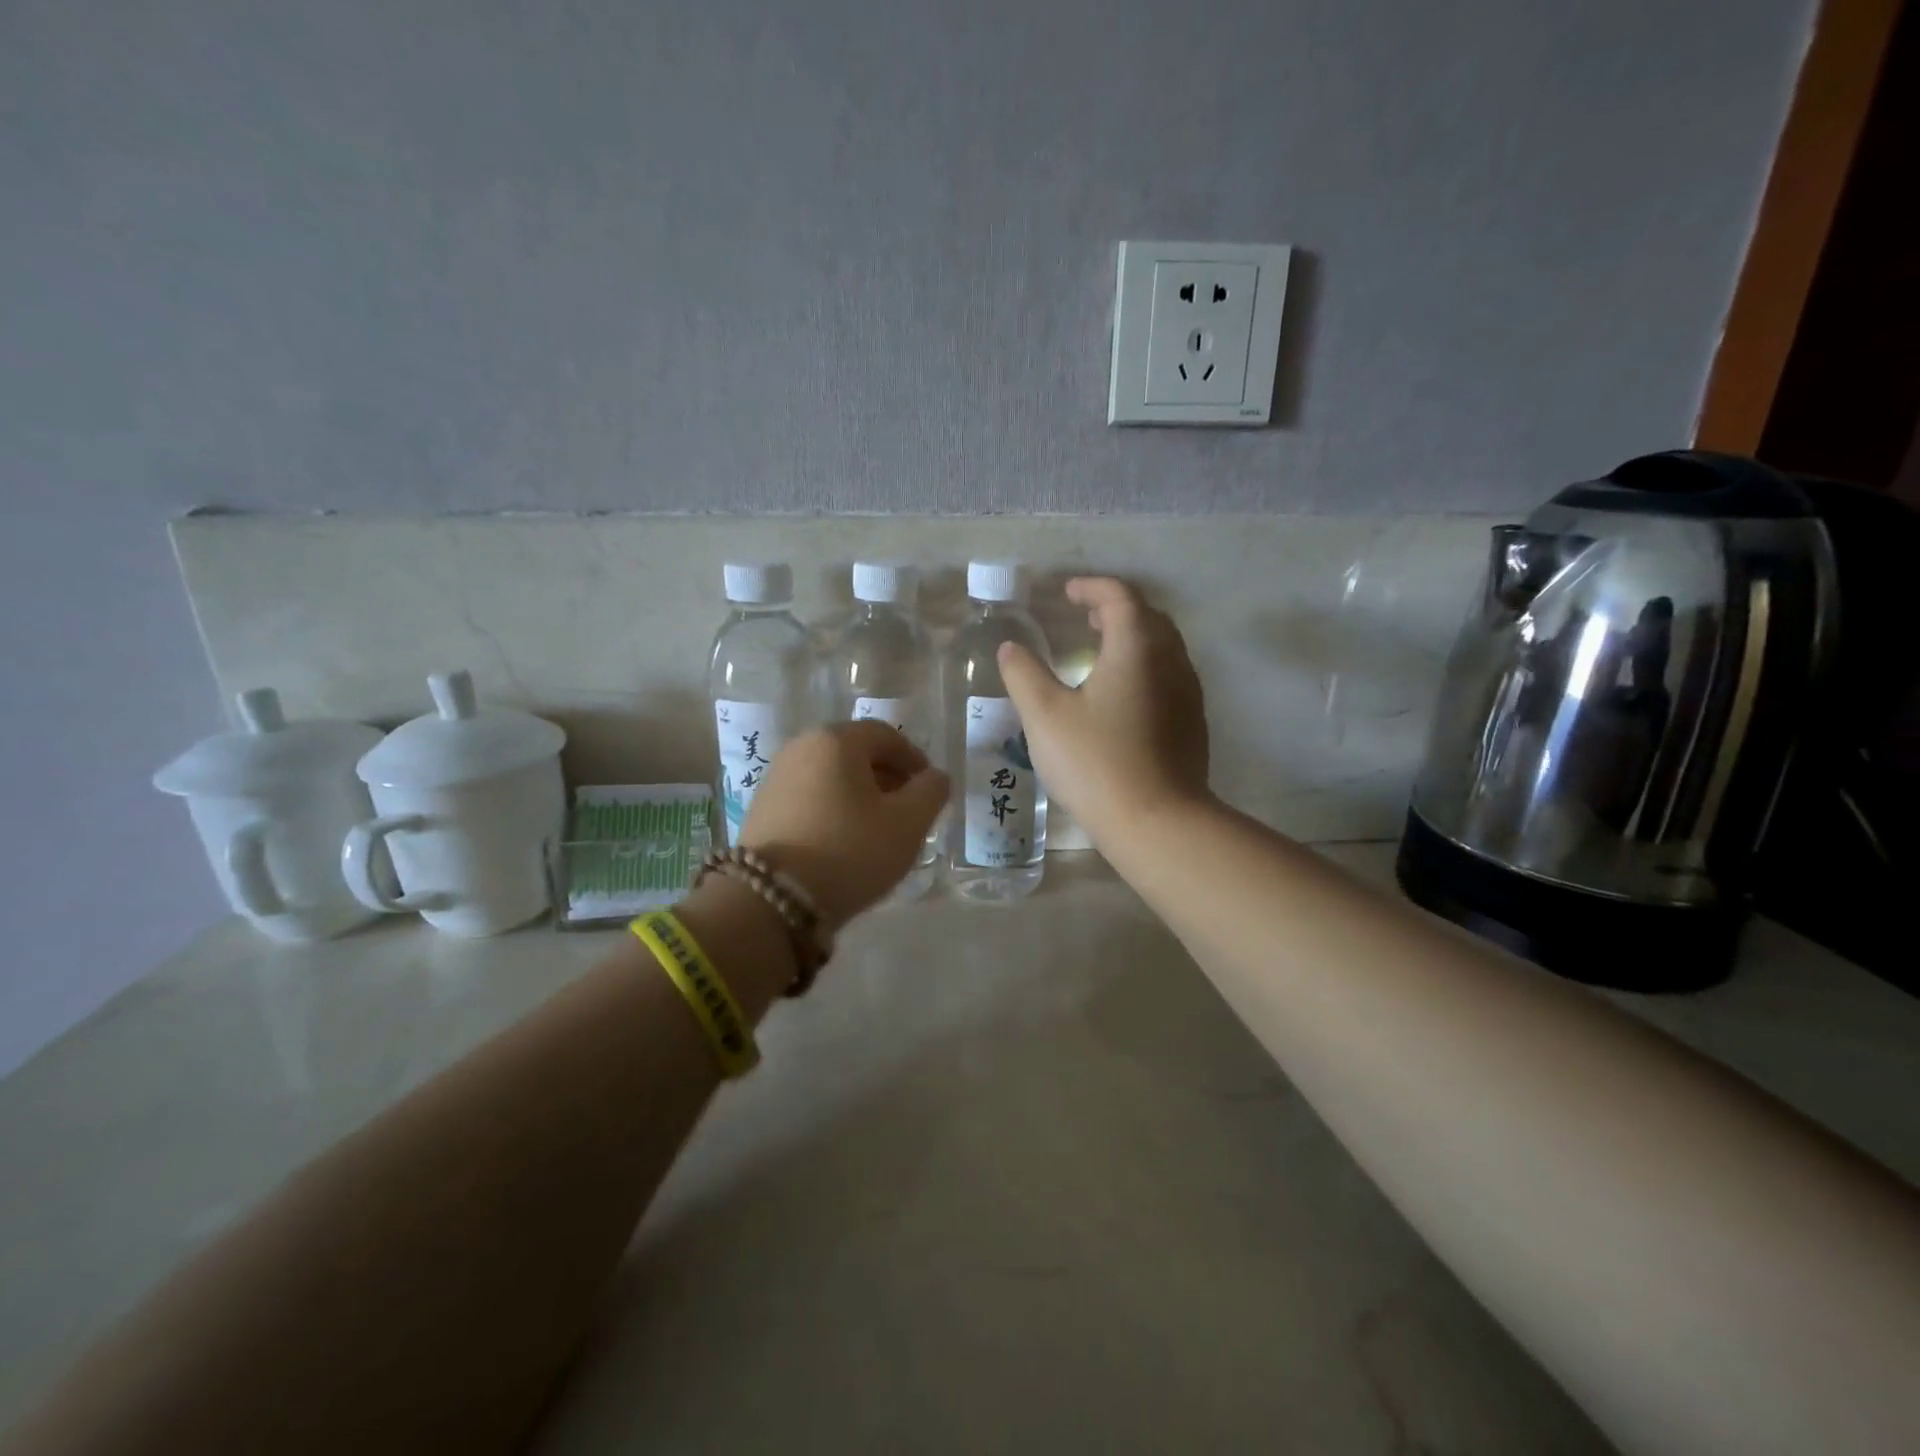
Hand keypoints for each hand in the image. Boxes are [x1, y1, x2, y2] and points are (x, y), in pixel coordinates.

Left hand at [739, 720, 948, 928]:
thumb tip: (934, 777)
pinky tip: (842, 840)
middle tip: (906, 810)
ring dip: (859, 794)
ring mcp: (776, 776)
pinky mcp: (762, 807)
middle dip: (886, 777)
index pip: (885, 735)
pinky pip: (809, 795)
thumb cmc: (849, 851)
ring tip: (876, 830)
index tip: (928, 788)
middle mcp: (801, 747)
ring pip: (831, 775)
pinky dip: (832, 808)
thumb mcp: (907, 824)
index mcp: (836, 740)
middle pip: (855, 752)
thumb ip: (931, 792)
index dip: (913, 758)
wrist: (771, 898)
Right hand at [997, 576, 1210, 845]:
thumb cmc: (1095, 762)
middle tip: (1083, 617)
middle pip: (1148, 615)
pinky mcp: (1192, 722)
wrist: (1157, 821)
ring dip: (1132, 636)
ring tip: (1100, 651)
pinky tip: (1122, 694)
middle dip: (1114, 608)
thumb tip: (1011, 647)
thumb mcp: (1044, 716)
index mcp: (1136, 647)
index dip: (1091, 587)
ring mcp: (1188, 692)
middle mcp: (1171, 659)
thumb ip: (1024, 674)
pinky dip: (1145, 665)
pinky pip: (1169, 674)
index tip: (1066, 593)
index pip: (1119, 596)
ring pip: (1163, 646)